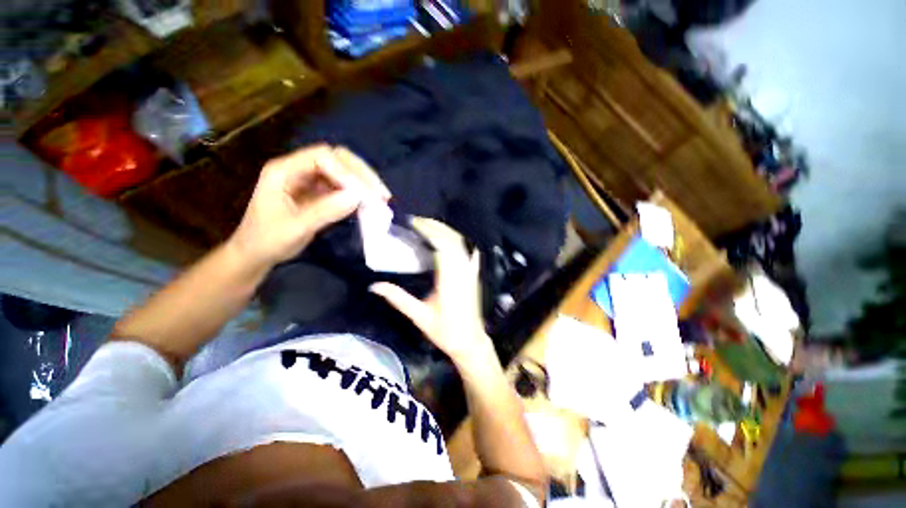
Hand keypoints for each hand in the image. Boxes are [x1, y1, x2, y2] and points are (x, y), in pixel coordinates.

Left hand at [229, 145, 390, 267]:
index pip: (322, 157)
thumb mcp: (295, 228)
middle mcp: (298, 169)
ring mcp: (310, 180)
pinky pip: (343, 187)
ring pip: (343, 172)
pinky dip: (358, 194)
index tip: (363, 194)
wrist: (256, 254)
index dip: (346, 172)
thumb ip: (325, 211)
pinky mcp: (319, 193)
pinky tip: (369, 204)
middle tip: (381, 193)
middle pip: (337, 159)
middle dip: (361, 174)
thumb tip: (358, 197)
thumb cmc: (267, 241)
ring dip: (364, 184)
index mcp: (284, 170)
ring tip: (381, 199)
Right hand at [370, 218, 495, 366]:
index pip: (441, 247)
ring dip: (446, 231)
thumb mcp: (419, 316)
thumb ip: (398, 299)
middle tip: (417, 221)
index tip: (413, 223)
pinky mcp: (474, 275)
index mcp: (449, 280)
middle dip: (435, 227)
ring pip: (462, 243)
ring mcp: (471, 272)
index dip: (428, 231)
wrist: (470, 342)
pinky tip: (452, 237)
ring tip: (429, 226)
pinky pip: (470, 251)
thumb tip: (374, 286)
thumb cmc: (445, 332)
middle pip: (452, 240)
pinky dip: (460, 241)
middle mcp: (462, 271)